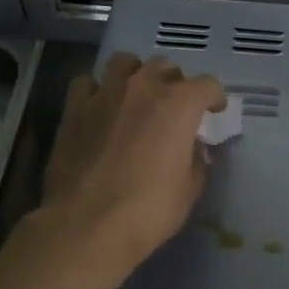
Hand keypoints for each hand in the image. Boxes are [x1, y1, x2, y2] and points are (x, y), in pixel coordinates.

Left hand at [40, 53, 226, 273]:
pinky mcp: (74, 109)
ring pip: (124, 63)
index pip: (207, 85)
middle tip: (175, 106)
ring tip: (136, 95)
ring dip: (136, 74)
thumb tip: (193, 148)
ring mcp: (105, 94)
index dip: (214, 97)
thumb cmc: (149, 209)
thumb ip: (196, 160)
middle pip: (165, 67)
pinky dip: (98, 90)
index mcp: (179, 105)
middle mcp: (143, 88)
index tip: (214, 111)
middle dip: (175, 82)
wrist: (87, 225)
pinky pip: (88, 83)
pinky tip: (100, 108)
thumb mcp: (190, 189)